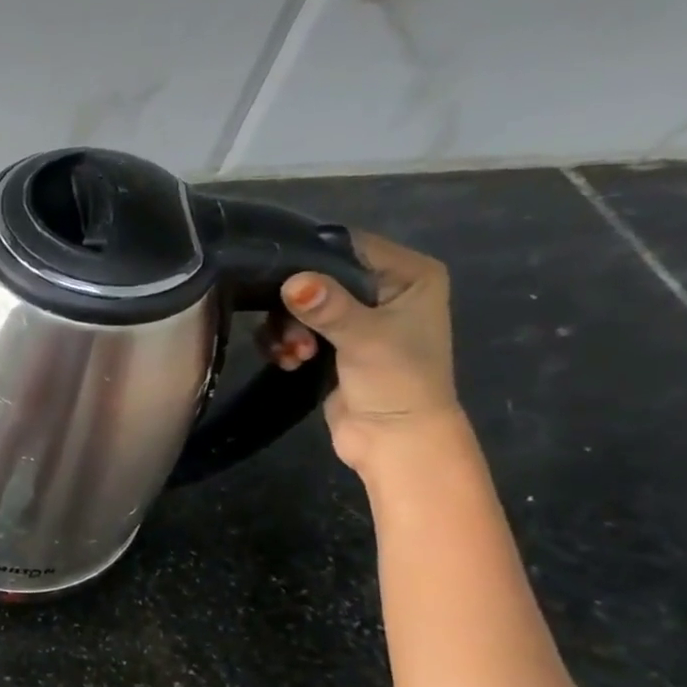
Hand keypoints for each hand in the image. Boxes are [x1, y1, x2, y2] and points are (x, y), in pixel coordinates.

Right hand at [258, 232, 462, 473]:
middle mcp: (383, 289)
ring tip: (293, 355)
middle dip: (294, 305)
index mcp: (408, 275)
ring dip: (286, 329)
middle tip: (293, 334)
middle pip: (317, 276)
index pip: (349, 245)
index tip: (277, 277)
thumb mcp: (365, 339)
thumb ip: (329, 308)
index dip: (310, 257)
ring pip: (300, 305)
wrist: (394, 441)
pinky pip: (293, 328)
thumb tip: (292, 283)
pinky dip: (284, 343)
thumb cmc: (397, 382)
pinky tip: (289, 362)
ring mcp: (356, 318)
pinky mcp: (332, 344)